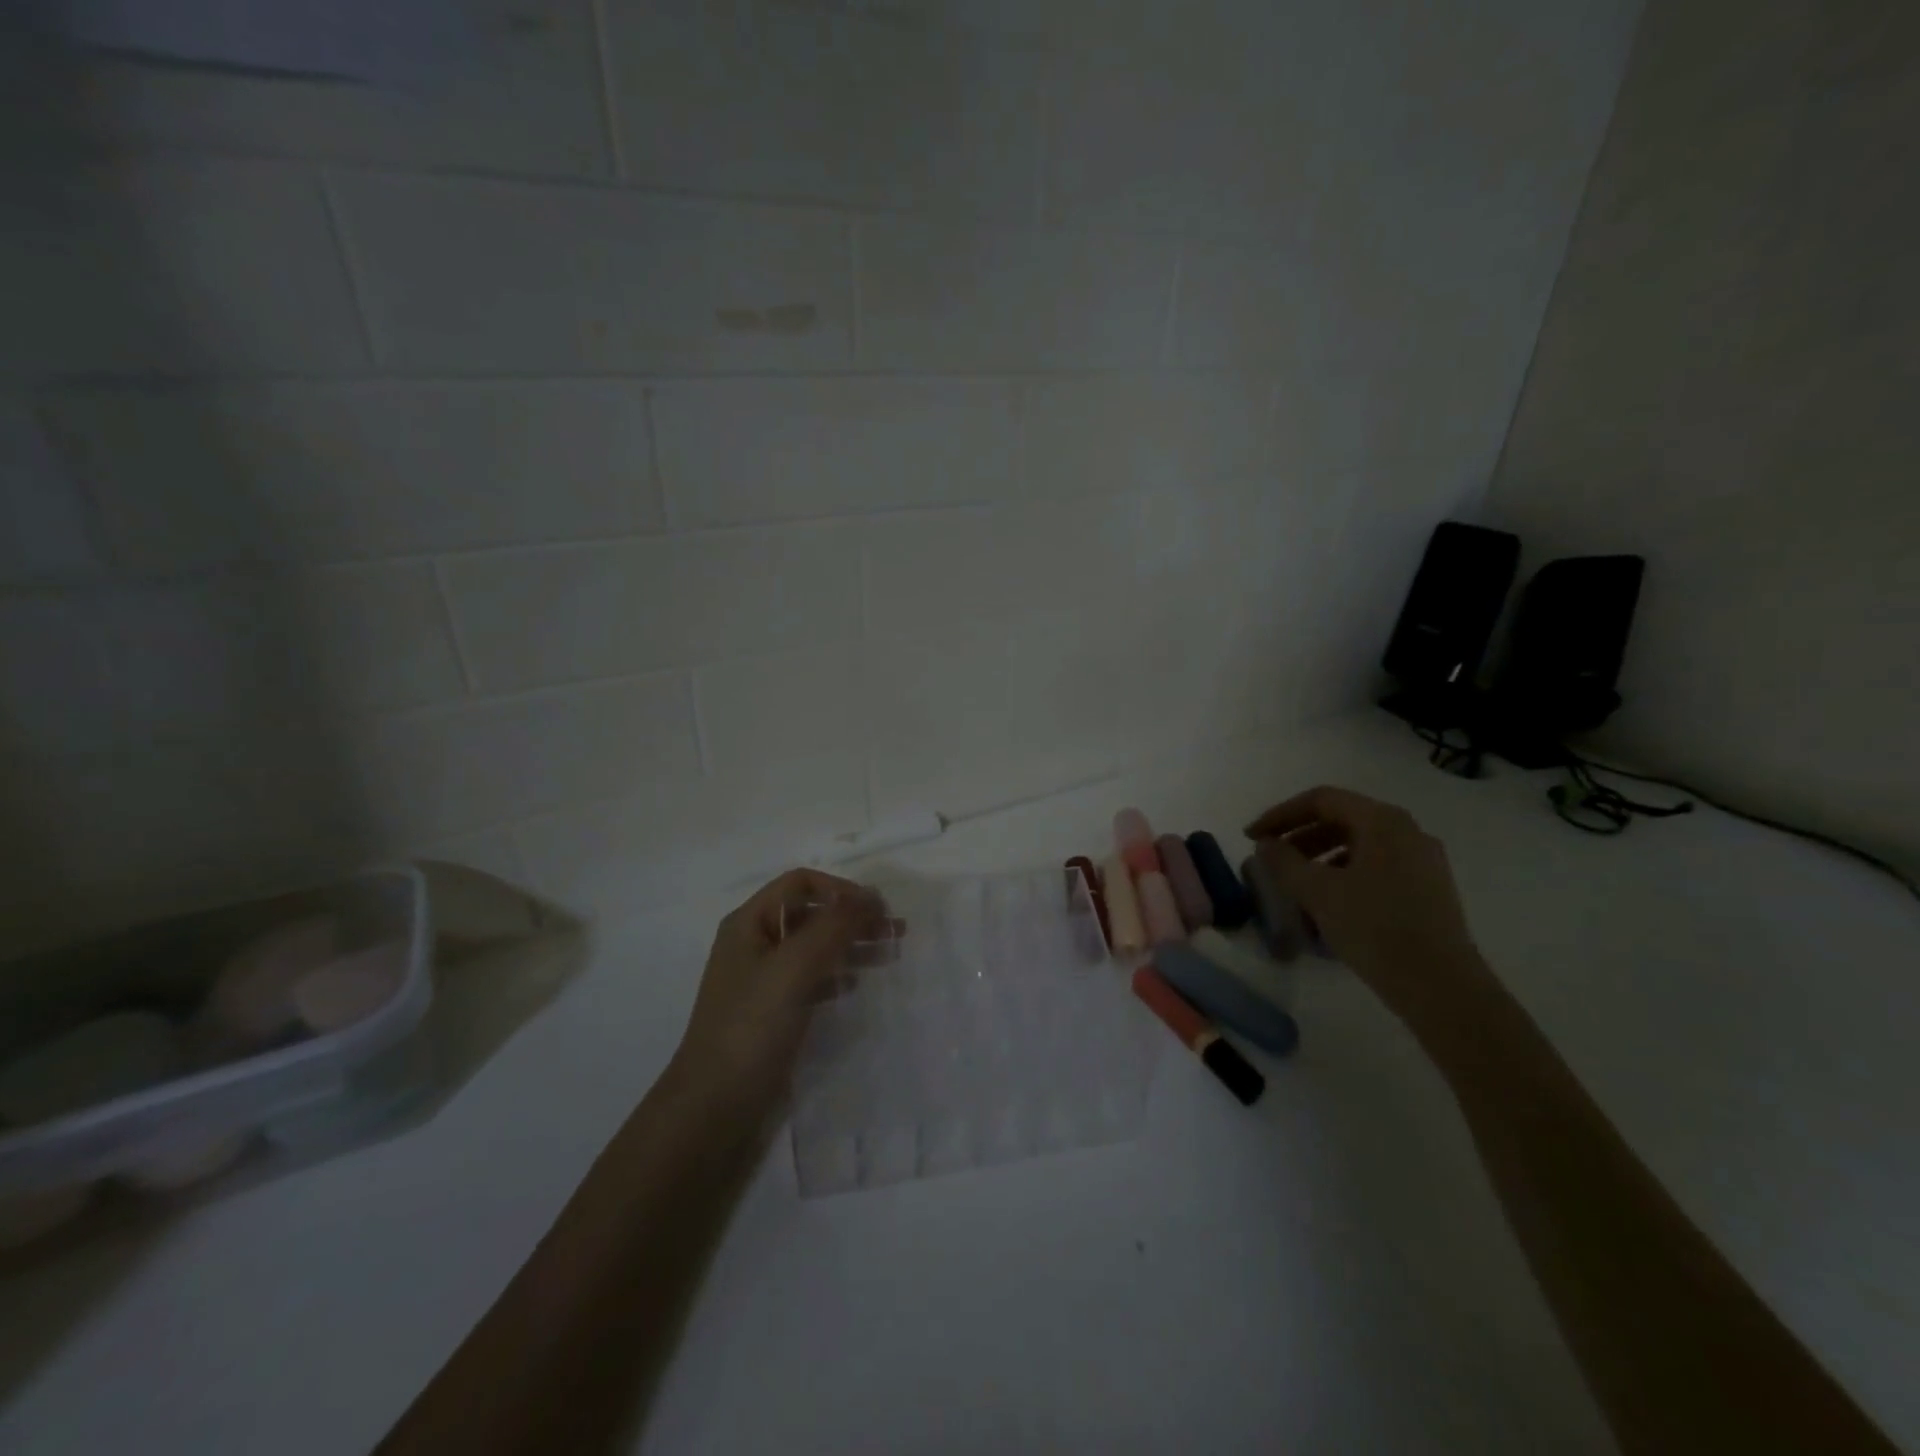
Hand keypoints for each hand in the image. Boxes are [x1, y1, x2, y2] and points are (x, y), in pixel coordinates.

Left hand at [672, 869, 891, 1110]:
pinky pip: (811, 980)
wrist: (714, 1108)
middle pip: (811, 914)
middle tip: (896, 932)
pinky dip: (836, 976)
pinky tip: (855, 986)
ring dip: (850, 945)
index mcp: (749, 923)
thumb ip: (834, 926)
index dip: (841, 889)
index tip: (878, 909)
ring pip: (814, 948)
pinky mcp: (772, 1013)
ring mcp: (762, 981)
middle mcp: (754, 944)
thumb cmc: (752, 1027)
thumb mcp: (794, 967)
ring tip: (888, 956)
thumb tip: (870, 895)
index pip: (800, 884)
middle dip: (852, 918)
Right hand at [1245, 786, 1491, 1029]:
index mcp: (1383, 821)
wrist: (1442, 986)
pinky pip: (1376, 865)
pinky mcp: (1429, 888)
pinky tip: (1328, 901)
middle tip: (1270, 858)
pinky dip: (1344, 872)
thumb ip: (1284, 861)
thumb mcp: (1318, 892)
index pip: (1321, 800)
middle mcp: (1407, 831)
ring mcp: (1423, 860)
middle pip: (1342, 818)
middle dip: (1299, 835)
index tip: (1251, 836)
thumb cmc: (1375, 928)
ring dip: (1320, 855)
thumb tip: (1265, 844)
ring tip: (1295, 882)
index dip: (1280, 814)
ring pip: (1359, 844)